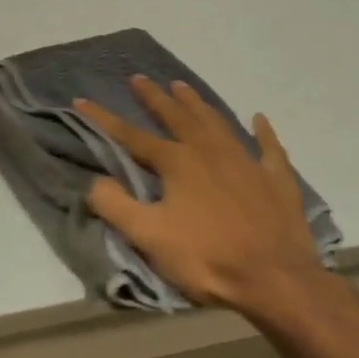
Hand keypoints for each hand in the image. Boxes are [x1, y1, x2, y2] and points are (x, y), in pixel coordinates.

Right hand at [74, 77, 323, 314]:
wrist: (276, 279)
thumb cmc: (207, 258)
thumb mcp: (150, 237)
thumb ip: (116, 206)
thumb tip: (94, 181)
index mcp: (177, 163)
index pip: (132, 136)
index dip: (104, 118)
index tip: (81, 99)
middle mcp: (209, 151)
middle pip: (177, 117)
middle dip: (155, 97)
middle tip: (139, 78)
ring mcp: (246, 161)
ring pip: (217, 122)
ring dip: (197, 104)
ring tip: (182, 86)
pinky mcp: (276, 178)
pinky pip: (269, 147)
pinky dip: (263, 131)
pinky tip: (259, 118)